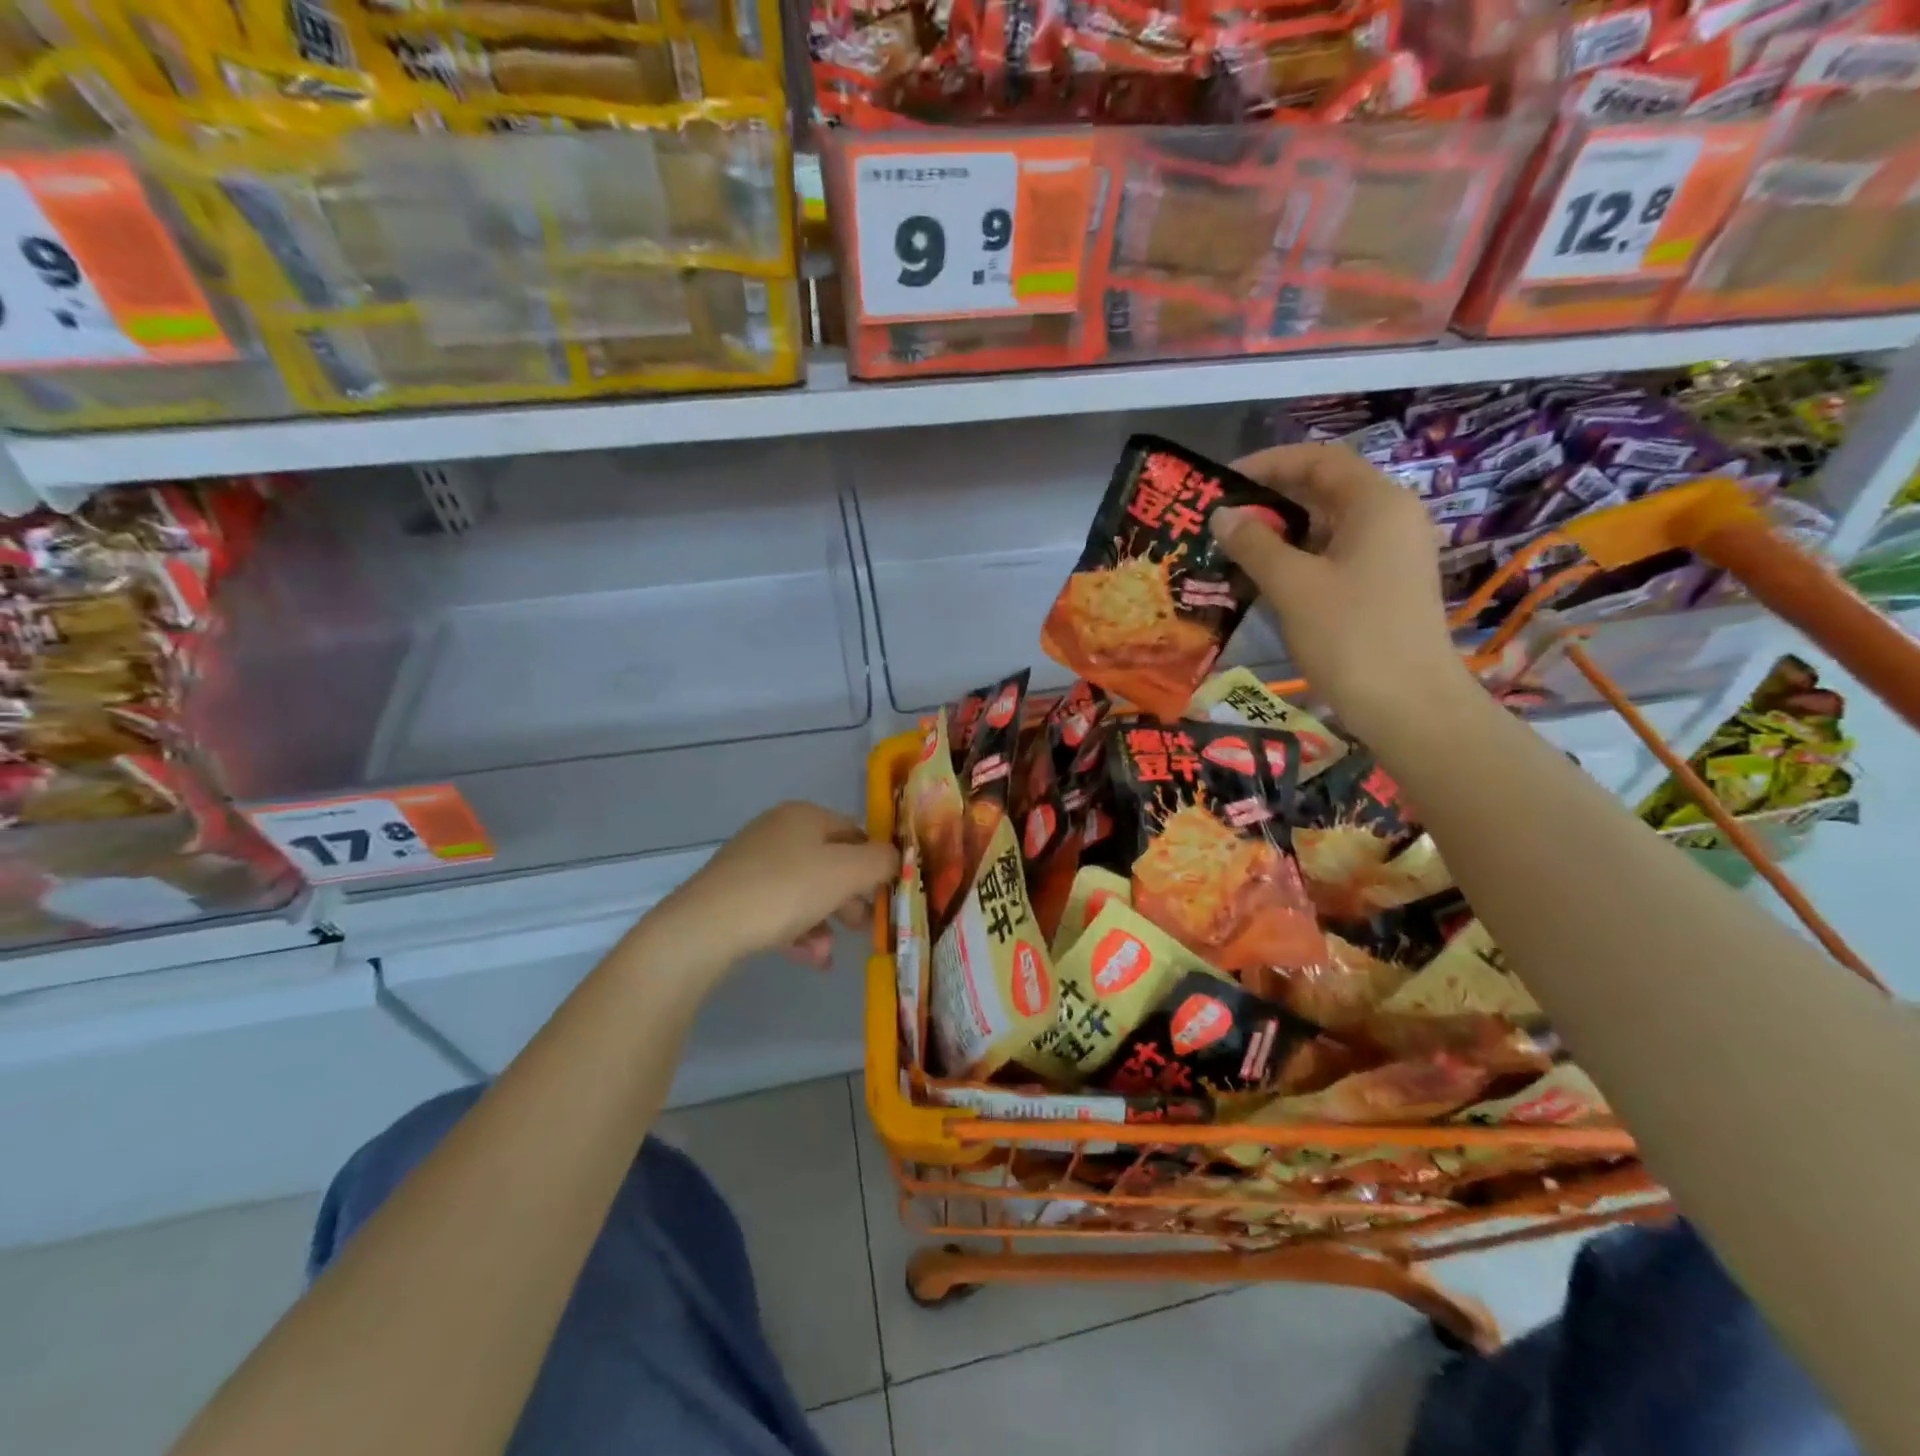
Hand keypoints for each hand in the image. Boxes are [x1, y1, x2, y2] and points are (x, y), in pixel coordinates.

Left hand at [654, 802, 898, 973]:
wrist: (704, 927)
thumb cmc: (785, 890)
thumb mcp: (846, 873)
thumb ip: (881, 861)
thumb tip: (897, 858)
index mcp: (805, 815)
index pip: (856, 832)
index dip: (877, 863)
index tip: (888, 897)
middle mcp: (778, 831)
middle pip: (831, 863)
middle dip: (852, 899)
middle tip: (866, 928)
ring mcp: (753, 862)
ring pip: (806, 890)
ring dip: (826, 921)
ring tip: (830, 954)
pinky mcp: (735, 893)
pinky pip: (779, 908)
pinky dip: (798, 931)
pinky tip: (809, 958)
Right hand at [1212, 443, 1472, 740]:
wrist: (1408, 704)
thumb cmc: (1350, 636)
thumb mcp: (1293, 586)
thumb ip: (1254, 544)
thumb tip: (1222, 515)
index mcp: (1377, 503)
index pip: (1318, 460)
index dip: (1268, 463)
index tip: (1222, 481)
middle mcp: (1391, 517)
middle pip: (1325, 489)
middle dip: (1271, 498)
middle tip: (1221, 517)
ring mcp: (1391, 552)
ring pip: (1329, 524)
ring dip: (1281, 531)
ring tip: (1233, 547)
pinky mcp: (1385, 584)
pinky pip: (1336, 554)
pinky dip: (1299, 556)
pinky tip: (1263, 577)